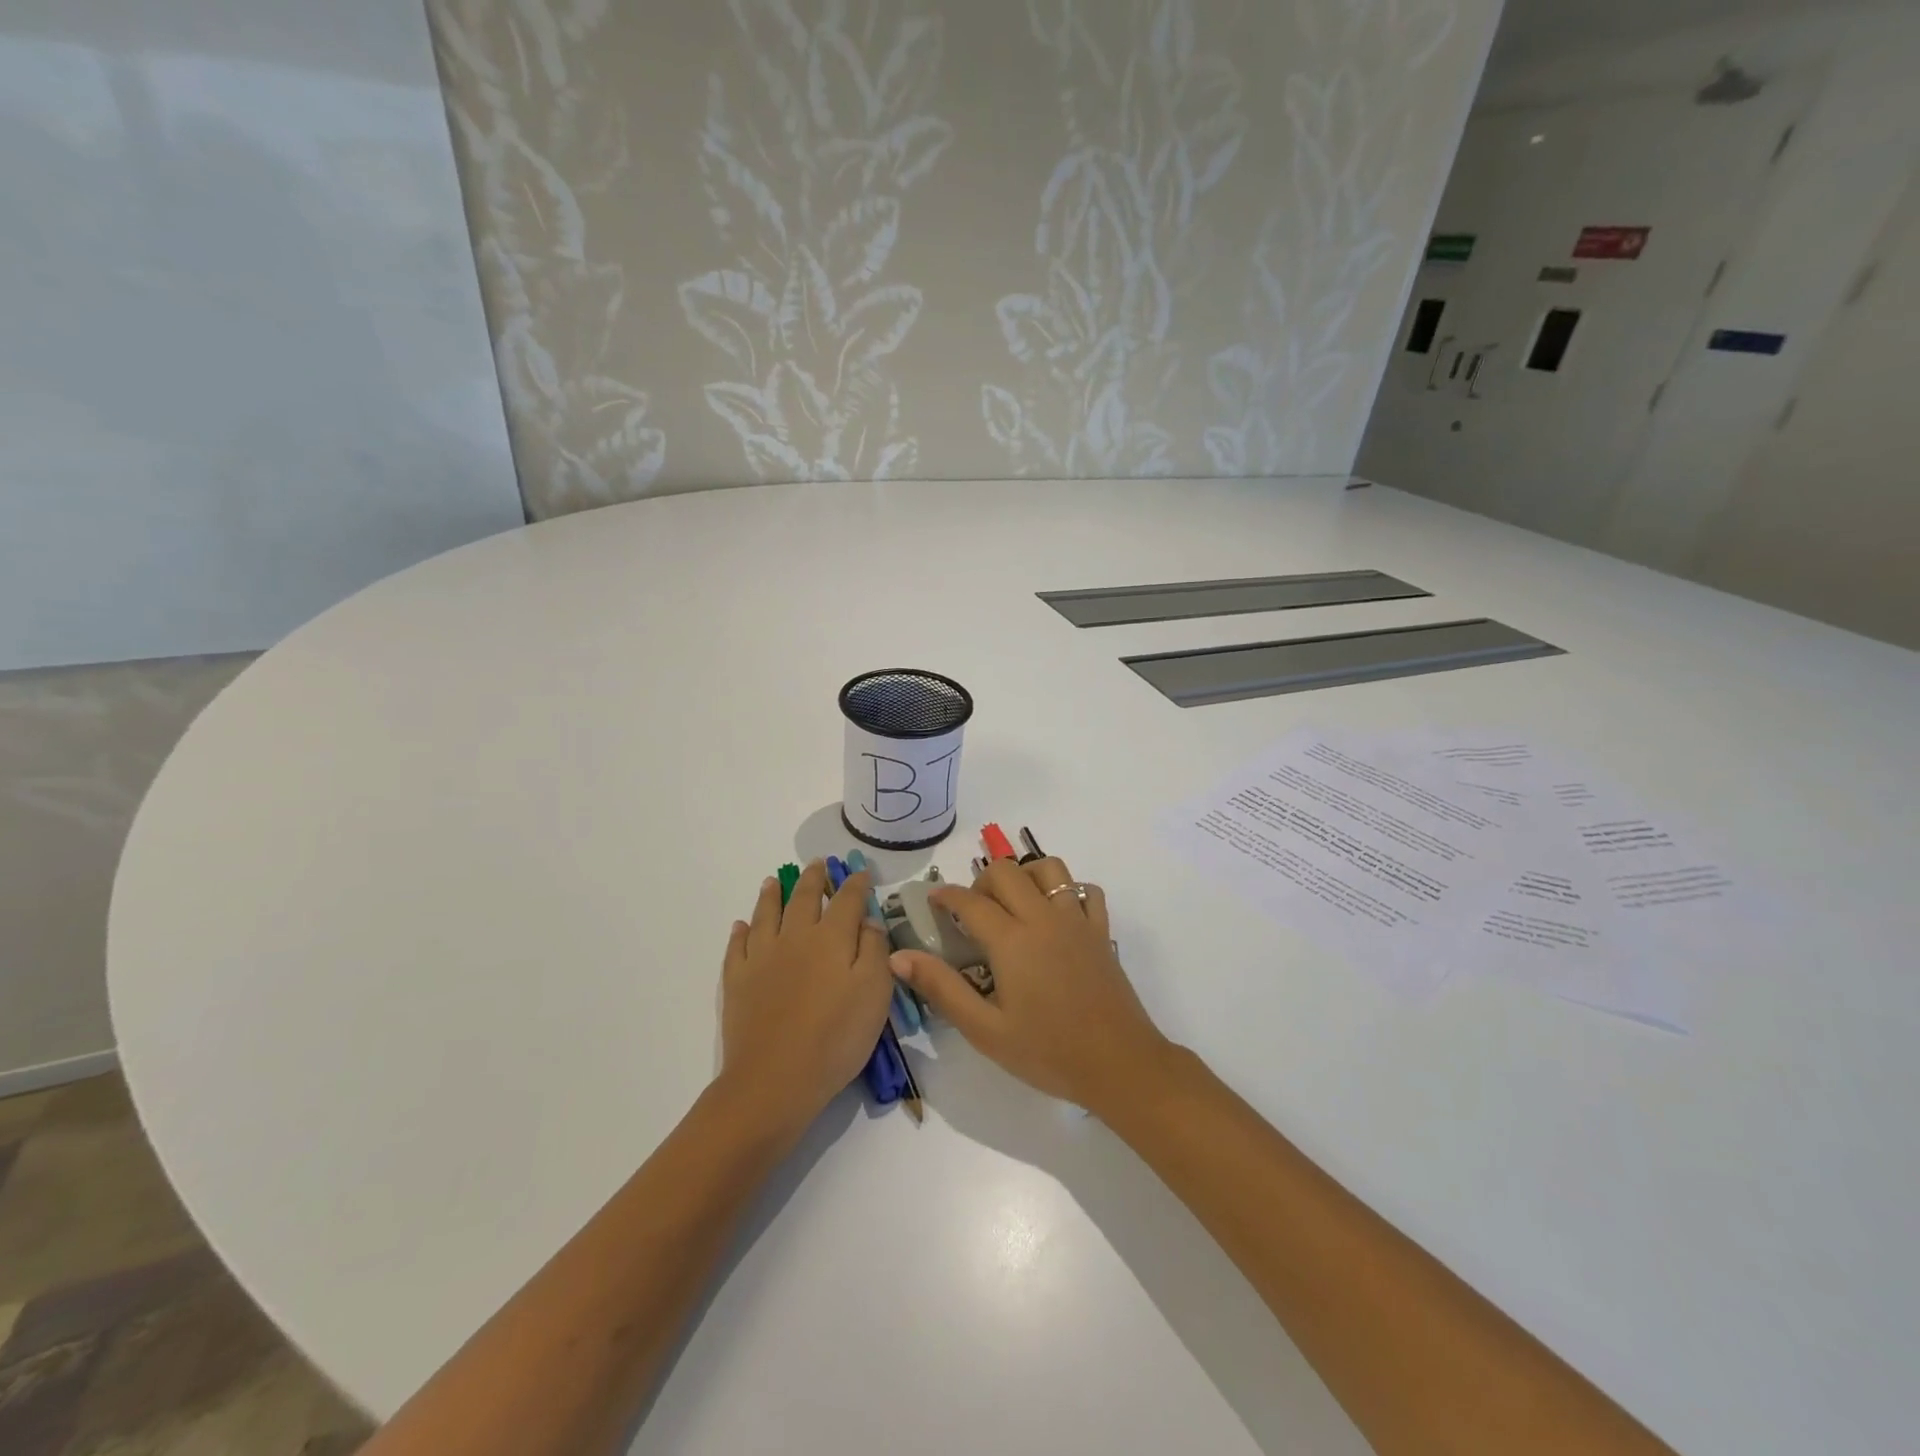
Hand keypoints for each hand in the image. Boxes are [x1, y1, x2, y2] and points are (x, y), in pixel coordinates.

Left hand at [720, 862, 895, 1137]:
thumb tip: (868, 920)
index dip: (855, 884)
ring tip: (772, 881)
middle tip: (815, 864)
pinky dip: (740, 931)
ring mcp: (761, 957)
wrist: (774, 1079)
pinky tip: (740, 925)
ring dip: (771, 895)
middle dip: (812, 879)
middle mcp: (795, 937)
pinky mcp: (736, 980)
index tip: (861, 873)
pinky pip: (737, 946)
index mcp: (831, 938)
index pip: (846, 900)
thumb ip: (875, 951)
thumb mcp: (874, 994)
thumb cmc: (835, 1038)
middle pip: (803, 898)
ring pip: (766, 914)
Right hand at [891, 857, 1169, 1114]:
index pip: (970, 901)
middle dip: (982, 881)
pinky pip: (1085, 890)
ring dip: (1025, 874)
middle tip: (973, 911)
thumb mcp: (985, 1030)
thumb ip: (942, 988)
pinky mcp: (1101, 931)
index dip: (946, 895)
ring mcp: (1077, 920)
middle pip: (1007, 871)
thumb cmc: (1047, 1052)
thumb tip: (899, 956)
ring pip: (1049, 868)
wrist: (1119, 1064)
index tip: (933, 899)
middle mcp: (1043, 917)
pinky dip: (1067, 890)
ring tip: (1014, 903)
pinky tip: (1056, 914)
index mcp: (1011, 940)